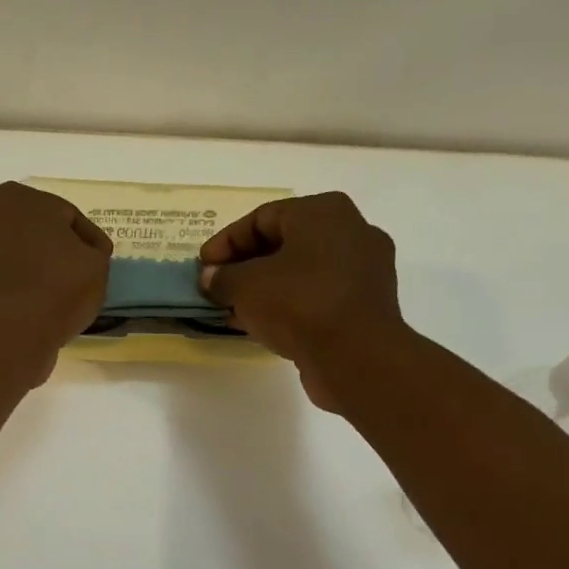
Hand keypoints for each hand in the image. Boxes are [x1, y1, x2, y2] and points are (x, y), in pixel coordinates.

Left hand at [0, 182, 111, 382]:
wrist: (9, 335)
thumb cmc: (56, 287)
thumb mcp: (96, 263)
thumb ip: (91, 250)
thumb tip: (81, 255)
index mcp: (15, 198)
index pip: (65, 216)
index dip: (87, 240)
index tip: (100, 261)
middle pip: (34, 234)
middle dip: (54, 251)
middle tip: (79, 277)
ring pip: (14, 258)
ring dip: (33, 271)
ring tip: (57, 296)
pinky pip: (1, 284)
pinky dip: (16, 291)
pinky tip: (35, 309)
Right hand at [198, 192, 404, 410]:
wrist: (356, 356)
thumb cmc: (298, 303)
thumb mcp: (245, 285)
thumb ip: (221, 277)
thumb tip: (211, 278)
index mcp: (323, 211)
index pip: (261, 218)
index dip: (225, 242)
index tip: (202, 267)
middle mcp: (350, 231)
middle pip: (283, 243)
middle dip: (244, 266)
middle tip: (216, 287)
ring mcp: (364, 268)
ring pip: (300, 271)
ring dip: (264, 288)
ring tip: (234, 309)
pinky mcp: (366, 303)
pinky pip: (317, 294)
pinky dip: (288, 304)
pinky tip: (261, 324)